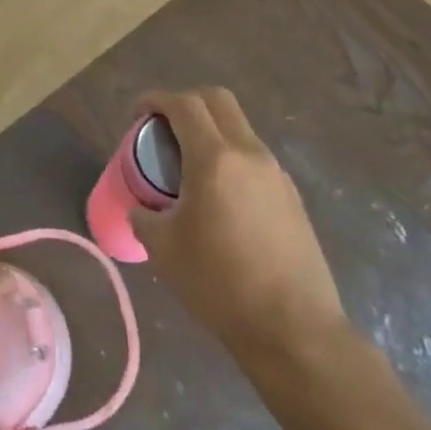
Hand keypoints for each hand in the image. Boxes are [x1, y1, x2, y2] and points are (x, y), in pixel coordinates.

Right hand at [130, 88, 348, 364]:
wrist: (294, 329)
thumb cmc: (220, 284)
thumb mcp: (164, 249)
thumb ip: (144, 217)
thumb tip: (140, 209)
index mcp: (215, 159)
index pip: (183, 104)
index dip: (155, 100)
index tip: (136, 114)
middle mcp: (249, 154)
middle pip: (217, 100)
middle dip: (185, 102)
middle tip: (162, 128)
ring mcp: (276, 174)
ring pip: (239, 127)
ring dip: (210, 130)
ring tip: (187, 165)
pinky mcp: (292, 196)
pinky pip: (254, 156)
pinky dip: (230, 156)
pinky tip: (218, 195)